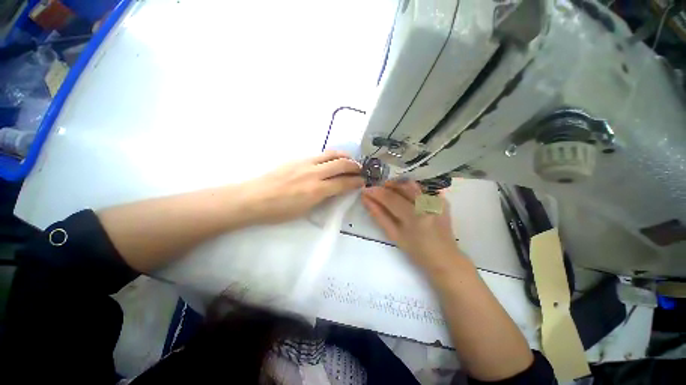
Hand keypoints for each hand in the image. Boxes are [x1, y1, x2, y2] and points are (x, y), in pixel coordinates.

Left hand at [243, 151, 363, 223]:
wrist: (253, 198)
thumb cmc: (279, 211)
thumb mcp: (305, 210)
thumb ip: (322, 198)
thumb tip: (333, 190)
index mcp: (316, 190)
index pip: (343, 183)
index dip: (356, 182)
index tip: (362, 181)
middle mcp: (314, 173)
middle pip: (341, 164)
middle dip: (354, 166)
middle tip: (360, 169)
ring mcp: (305, 163)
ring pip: (331, 154)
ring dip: (344, 156)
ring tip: (349, 160)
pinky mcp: (297, 158)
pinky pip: (319, 154)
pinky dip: (330, 156)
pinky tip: (331, 160)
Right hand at [361, 181, 466, 273]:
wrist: (444, 258)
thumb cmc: (416, 251)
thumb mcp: (394, 235)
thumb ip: (379, 216)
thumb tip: (366, 200)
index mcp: (414, 216)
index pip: (390, 198)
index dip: (375, 192)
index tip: (365, 190)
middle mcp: (427, 204)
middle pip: (401, 186)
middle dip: (386, 186)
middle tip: (377, 190)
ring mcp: (437, 201)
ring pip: (412, 184)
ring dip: (397, 185)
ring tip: (389, 191)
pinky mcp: (442, 200)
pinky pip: (422, 189)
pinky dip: (410, 189)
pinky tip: (405, 196)